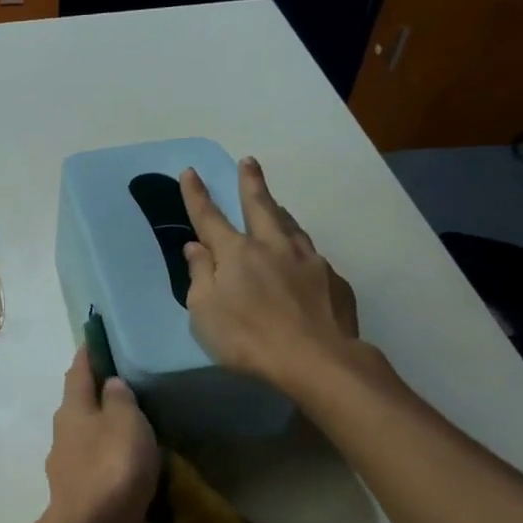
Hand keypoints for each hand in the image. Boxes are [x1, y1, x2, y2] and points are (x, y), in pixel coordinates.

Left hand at [42, 345, 159, 522]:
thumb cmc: (112, 467)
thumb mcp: (124, 422)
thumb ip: (120, 399)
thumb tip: (110, 383)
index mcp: (72, 410)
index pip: (78, 371)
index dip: (89, 353)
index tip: (99, 337)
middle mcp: (66, 436)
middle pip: (82, 406)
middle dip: (101, 394)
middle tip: (133, 384)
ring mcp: (73, 470)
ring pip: (92, 440)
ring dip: (110, 432)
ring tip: (143, 427)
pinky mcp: (86, 499)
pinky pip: (104, 471)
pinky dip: (118, 464)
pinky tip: (139, 468)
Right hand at [180, 158, 362, 400]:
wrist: (316, 360)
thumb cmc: (248, 338)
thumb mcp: (205, 312)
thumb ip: (200, 276)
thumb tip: (196, 248)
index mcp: (237, 253)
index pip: (210, 217)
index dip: (197, 195)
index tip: (190, 172)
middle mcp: (273, 246)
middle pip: (260, 206)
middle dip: (251, 183)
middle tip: (249, 162)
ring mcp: (308, 260)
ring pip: (291, 226)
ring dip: (279, 211)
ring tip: (276, 204)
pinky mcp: (333, 280)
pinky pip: (312, 256)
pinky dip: (300, 249)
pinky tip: (301, 259)